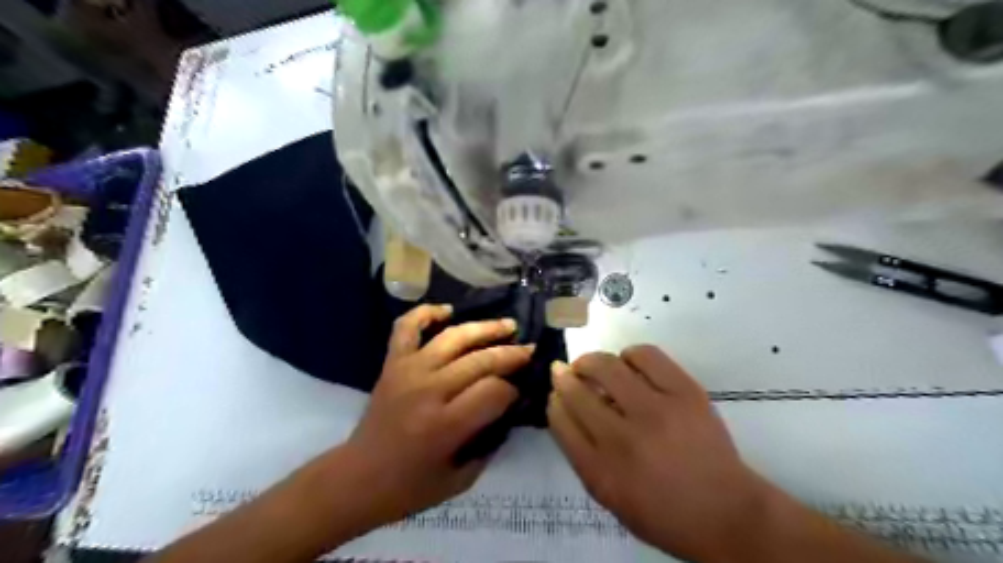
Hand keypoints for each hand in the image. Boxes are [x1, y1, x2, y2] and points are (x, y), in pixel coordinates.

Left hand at [332, 303, 532, 526]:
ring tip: (507, 325)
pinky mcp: (392, 363)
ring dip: (484, 328)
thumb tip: (508, 410)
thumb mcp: (460, 479)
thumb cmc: (409, 487)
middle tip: (529, 351)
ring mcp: (408, 371)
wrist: (357, 478)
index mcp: (445, 425)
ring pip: (453, 337)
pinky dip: (425, 313)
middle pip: (480, 360)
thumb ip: (489, 444)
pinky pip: (406, 328)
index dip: (513, 390)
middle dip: (511, 354)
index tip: (519, 392)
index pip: (494, 392)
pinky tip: (447, 310)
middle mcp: (429, 390)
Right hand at [548, 344, 773, 559]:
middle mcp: (623, 439)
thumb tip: (566, 408)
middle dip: (564, 376)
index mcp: (600, 471)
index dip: (554, 400)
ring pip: (606, 366)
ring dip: (591, 361)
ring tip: (594, 365)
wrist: (726, 513)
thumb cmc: (662, 513)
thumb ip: (582, 454)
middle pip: (577, 391)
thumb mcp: (610, 497)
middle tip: (567, 371)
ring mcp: (656, 411)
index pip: (561, 420)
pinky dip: (629, 355)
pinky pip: (645, 355)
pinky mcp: (685, 392)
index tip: (556, 392)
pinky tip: (629, 364)